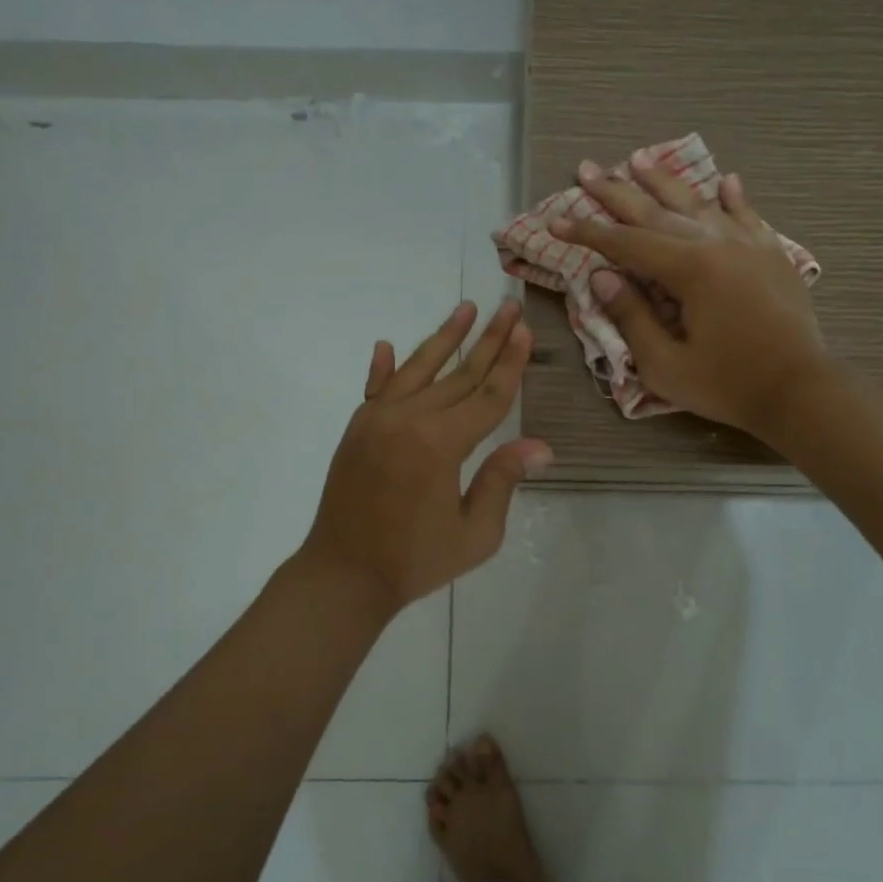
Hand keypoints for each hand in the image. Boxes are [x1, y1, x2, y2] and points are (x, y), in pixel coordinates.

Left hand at [300, 301, 552, 613]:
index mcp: (441, 443)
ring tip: (467, 308)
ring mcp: (378, 419)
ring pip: (418, 368)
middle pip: (459, 373)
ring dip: (444, 337)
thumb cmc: (415, 560)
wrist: (342, 575)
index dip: (510, 363)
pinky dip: (382, 367)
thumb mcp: (475, 534)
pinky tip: (386, 344)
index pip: (487, 395)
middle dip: (489, 339)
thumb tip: (539, 445)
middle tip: (509, 306)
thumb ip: (502, 480)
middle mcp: (409, 419)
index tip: (524, 329)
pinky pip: (375, 388)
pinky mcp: (357, 428)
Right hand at [553, 153, 828, 440]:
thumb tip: (601, 277)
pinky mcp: (773, 255)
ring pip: (699, 203)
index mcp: (690, 269)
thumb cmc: (728, 385)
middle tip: (587, 169)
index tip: (556, 219)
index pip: (626, 243)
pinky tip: (725, 180)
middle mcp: (717, 244)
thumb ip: (631, 318)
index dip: (587, 231)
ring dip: (665, 182)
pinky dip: (733, 198)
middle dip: (617, 192)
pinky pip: (748, 216)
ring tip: (638, 159)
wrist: (802, 391)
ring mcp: (749, 245)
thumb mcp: (666, 365)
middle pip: (657, 211)